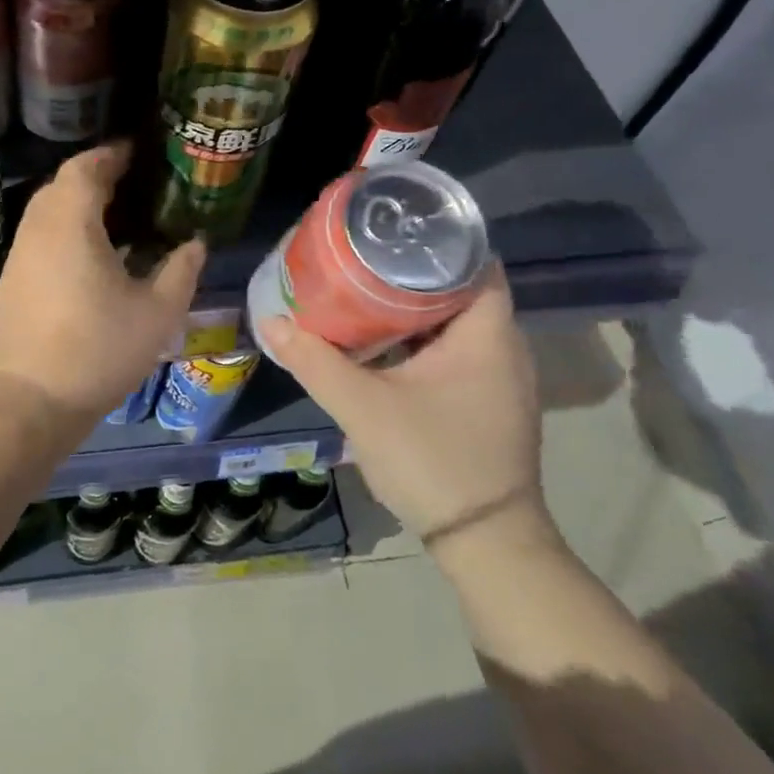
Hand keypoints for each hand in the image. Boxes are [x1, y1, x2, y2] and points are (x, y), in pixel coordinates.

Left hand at [0, 143, 205, 424]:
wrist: (33, 399)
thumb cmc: (99, 350)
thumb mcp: (157, 312)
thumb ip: (181, 270)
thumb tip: (196, 242)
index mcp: (71, 224)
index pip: (84, 168)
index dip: (111, 154)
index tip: (138, 152)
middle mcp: (38, 230)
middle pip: (62, 184)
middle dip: (95, 174)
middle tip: (133, 181)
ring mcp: (20, 255)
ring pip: (47, 210)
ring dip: (78, 201)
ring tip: (117, 213)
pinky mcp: (14, 279)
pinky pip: (41, 234)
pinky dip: (65, 227)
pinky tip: (93, 252)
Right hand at [258, 266, 550, 562]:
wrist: (485, 543)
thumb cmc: (433, 461)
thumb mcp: (363, 408)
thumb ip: (315, 362)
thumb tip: (271, 321)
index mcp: (487, 335)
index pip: (473, 262)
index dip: (433, 240)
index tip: (387, 231)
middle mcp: (503, 348)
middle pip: (458, 289)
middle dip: (409, 272)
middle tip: (360, 258)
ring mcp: (498, 378)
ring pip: (454, 323)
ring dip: (412, 308)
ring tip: (361, 291)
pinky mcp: (486, 402)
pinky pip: (453, 351)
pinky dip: (420, 340)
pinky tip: (381, 343)